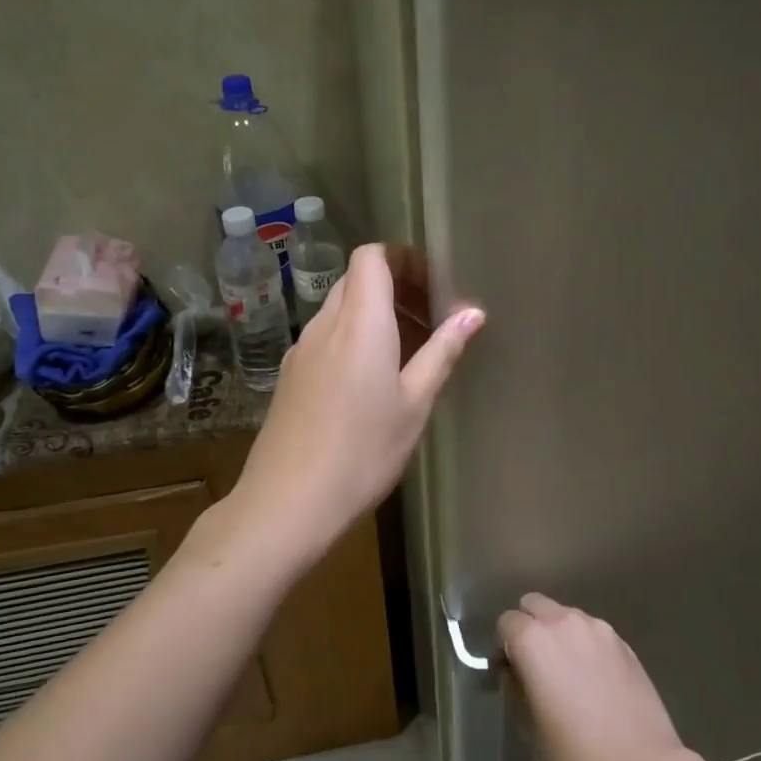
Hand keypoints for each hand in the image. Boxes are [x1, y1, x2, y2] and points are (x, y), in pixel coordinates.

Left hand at [230, 243, 483, 570]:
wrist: (287, 503)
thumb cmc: (363, 452)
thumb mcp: (415, 404)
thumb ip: (443, 352)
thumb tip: (472, 313)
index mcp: (360, 323)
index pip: (371, 257)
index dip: (403, 259)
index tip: (433, 284)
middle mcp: (324, 325)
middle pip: (356, 280)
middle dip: (395, 287)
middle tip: (430, 318)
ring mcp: (300, 350)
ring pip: (340, 309)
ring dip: (374, 315)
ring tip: (409, 352)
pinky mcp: (290, 376)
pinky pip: (325, 338)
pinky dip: (353, 339)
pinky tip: (372, 381)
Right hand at [498, 594, 692, 760]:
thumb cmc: (575, 751)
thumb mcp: (529, 722)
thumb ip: (518, 684)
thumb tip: (519, 671)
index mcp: (533, 639)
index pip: (506, 622)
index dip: (505, 644)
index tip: (512, 669)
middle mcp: (562, 621)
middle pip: (534, 604)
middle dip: (529, 625)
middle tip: (536, 662)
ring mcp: (596, 627)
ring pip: (566, 615)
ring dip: (559, 632)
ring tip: (570, 670)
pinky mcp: (621, 640)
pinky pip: (592, 631)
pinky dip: (585, 644)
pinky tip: (596, 677)